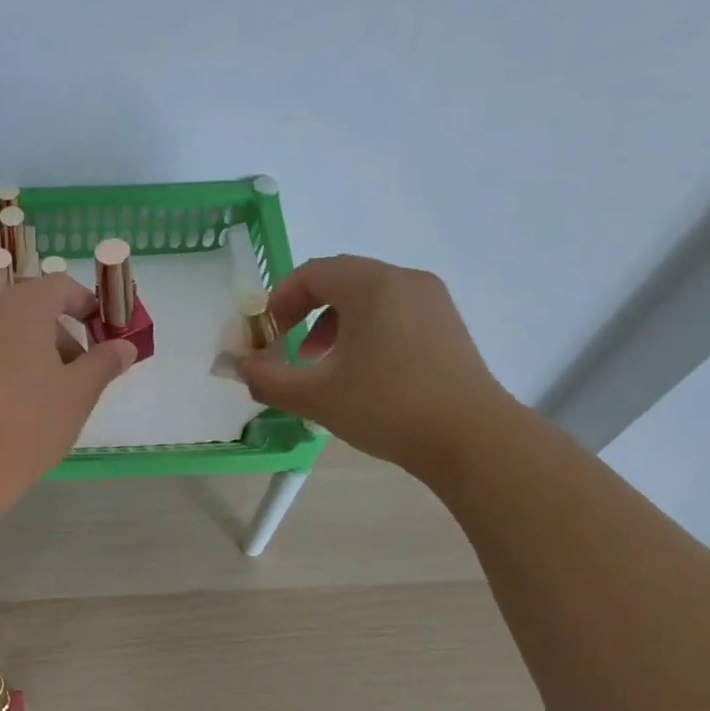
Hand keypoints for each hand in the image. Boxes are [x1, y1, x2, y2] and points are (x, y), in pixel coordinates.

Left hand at [0, 273, 136, 507]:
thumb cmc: (27, 425)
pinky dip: (6, 367)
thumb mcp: (78, 395)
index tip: (103, 335)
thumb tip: (124, 346)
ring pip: (6, 332)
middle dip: (62, 335)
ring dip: (34, 352)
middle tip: (81, 376)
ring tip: (49, 398)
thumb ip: (104, 363)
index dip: (87, 306)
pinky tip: (16, 408)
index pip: (61, 287)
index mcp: (21, 306)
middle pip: (32, 308)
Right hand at [241, 255, 515, 475]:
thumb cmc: (387, 408)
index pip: (312, 273)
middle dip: (303, 311)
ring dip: (332, 323)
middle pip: (340, 280)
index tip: (265, 337)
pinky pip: (392, 312)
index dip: (278, 301)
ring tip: (320, 364)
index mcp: (372, 286)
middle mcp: (404, 280)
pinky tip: (360, 372)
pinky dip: (364, 330)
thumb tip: (239, 365)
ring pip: (367, 296)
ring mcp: (431, 301)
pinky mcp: (446, 325)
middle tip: (286, 349)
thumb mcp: (316, 397)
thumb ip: (267, 378)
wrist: (470, 438)